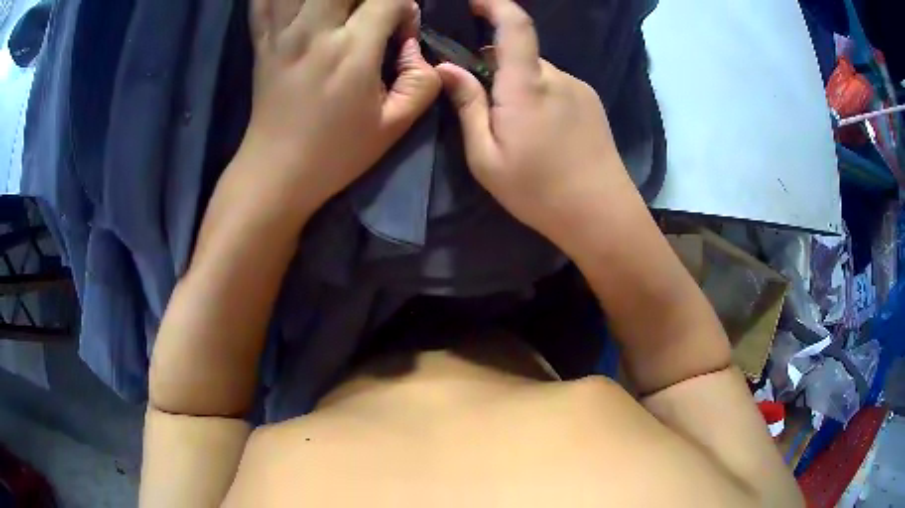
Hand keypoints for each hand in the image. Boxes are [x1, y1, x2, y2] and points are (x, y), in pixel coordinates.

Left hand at [237, 0, 440, 217]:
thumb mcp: (394, 126)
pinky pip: (263, 2)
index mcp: (352, 51)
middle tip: (369, 18)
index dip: (404, 8)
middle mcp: (314, 31)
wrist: (276, 172)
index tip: (400, 33)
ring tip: (336, 14)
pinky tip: (298, 8)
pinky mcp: (261, 41)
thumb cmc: (336, 153)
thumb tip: (414, 47)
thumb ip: (422, 82)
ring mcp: (281, 33)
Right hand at [436, 0, 637, 246]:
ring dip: (519, 85)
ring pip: (537, 72)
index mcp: (527, 85)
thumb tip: (447, 68)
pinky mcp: (591, 101)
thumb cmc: (538, 190)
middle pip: (520, 53)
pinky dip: (539, 95)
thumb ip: (467, 105)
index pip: (515, 25)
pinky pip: (556, 85)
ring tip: (516, 129)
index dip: (495, 4)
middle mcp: (556, 76)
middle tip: (484, 105)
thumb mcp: (486, 157)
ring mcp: (579, 88)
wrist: (601, 214)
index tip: (474, 2)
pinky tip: (541, 132)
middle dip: (496, 67)